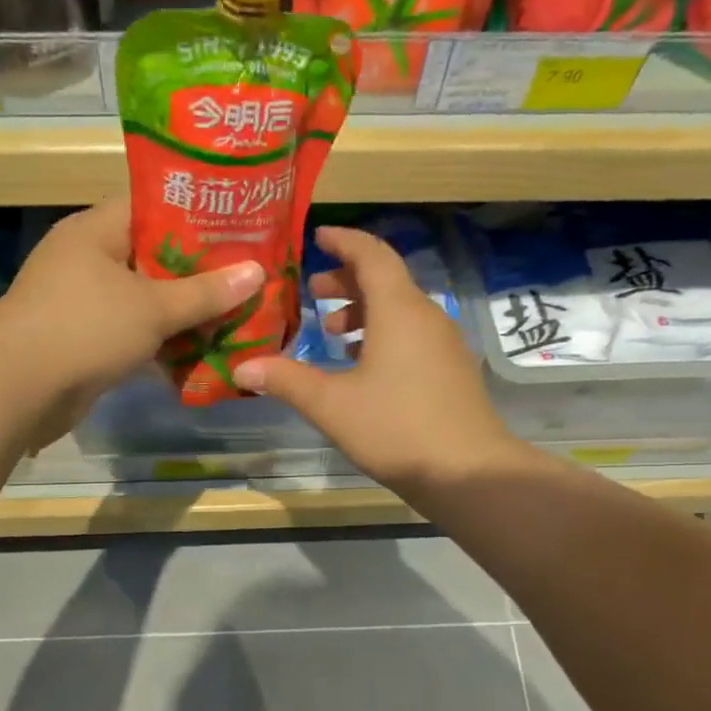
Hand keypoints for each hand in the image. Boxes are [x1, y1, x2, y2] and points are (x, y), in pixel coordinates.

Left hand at [0, 196, 264, 437]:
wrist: (18, 389)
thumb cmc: (86, 328)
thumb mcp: (153, 307)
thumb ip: (206, 292)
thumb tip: (257, 273)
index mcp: (96, 230)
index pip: (152, 204)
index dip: (196, 211)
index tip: (238, 222)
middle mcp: (86, 258)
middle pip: (152, 254)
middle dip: (198, 268)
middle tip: (246, 272)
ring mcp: (81, 300)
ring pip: (143, 296)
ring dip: (182, 308)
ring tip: (232, 311)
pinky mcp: (82, 338)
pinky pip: (131, 329)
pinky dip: (160, 338)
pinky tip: (198, 348)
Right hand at [234, 226, 519, 496]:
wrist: (468, 473)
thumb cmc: (396, 428)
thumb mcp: (331, 405)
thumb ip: (286, 380)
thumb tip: (243, 367)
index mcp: (399, 310)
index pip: (372, 255)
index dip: (344, 241)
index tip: (318, 237)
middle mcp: (426, 316)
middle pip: (386, 281)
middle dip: (348, 280)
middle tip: (314, 291)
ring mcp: (444, 344)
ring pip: (400, 310)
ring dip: (365, 312)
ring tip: (332, 333)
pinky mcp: (451, 370)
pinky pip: (413, 335)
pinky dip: (383, 335)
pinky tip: (362, 367)